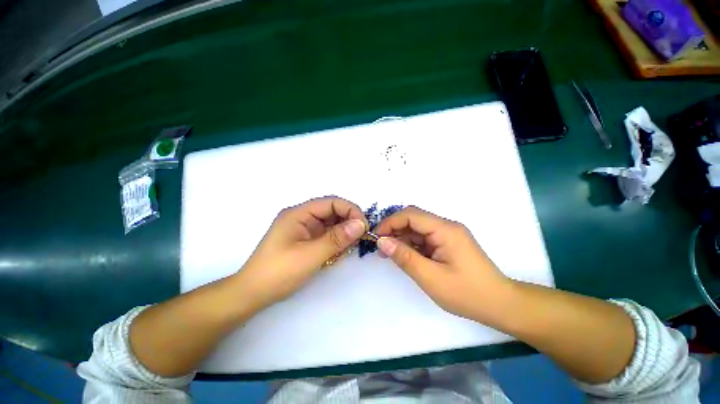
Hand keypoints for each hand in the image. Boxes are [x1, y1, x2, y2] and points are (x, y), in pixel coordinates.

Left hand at [235, 197, 367, 311]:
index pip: (331, 202)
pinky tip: (339, 252)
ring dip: (343, 233)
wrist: (253, 294)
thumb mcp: (310, 255)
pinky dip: (336, 241)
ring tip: (349, 247)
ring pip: (331, 224)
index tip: (363, 226)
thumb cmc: (279, 272)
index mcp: (299, 213)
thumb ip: (337, 238)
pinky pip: (327, 235)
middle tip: (360, 238)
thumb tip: (361, 224)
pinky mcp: (306, 240)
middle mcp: (302, 217)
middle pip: (332, 211)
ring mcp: (304, 229)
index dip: (350, 210)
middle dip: (348, 222)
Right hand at [375, 206, 510, 321]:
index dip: (390, 223)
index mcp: (445, 229)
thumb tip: (381, 241)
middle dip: (394, 229)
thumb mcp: (430, 277)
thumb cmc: (466, 293)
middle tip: (381, 247)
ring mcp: (447, 234)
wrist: (499, 305)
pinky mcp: (447, 243)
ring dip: (401, 238)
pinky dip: (411, 245)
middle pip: (414, 219)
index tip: (376, 237)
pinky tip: (404, 256)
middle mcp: (446, 226)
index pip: (411, 215)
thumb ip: (404, 257)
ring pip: (417, 228)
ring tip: (389, 254)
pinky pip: (424, 238)